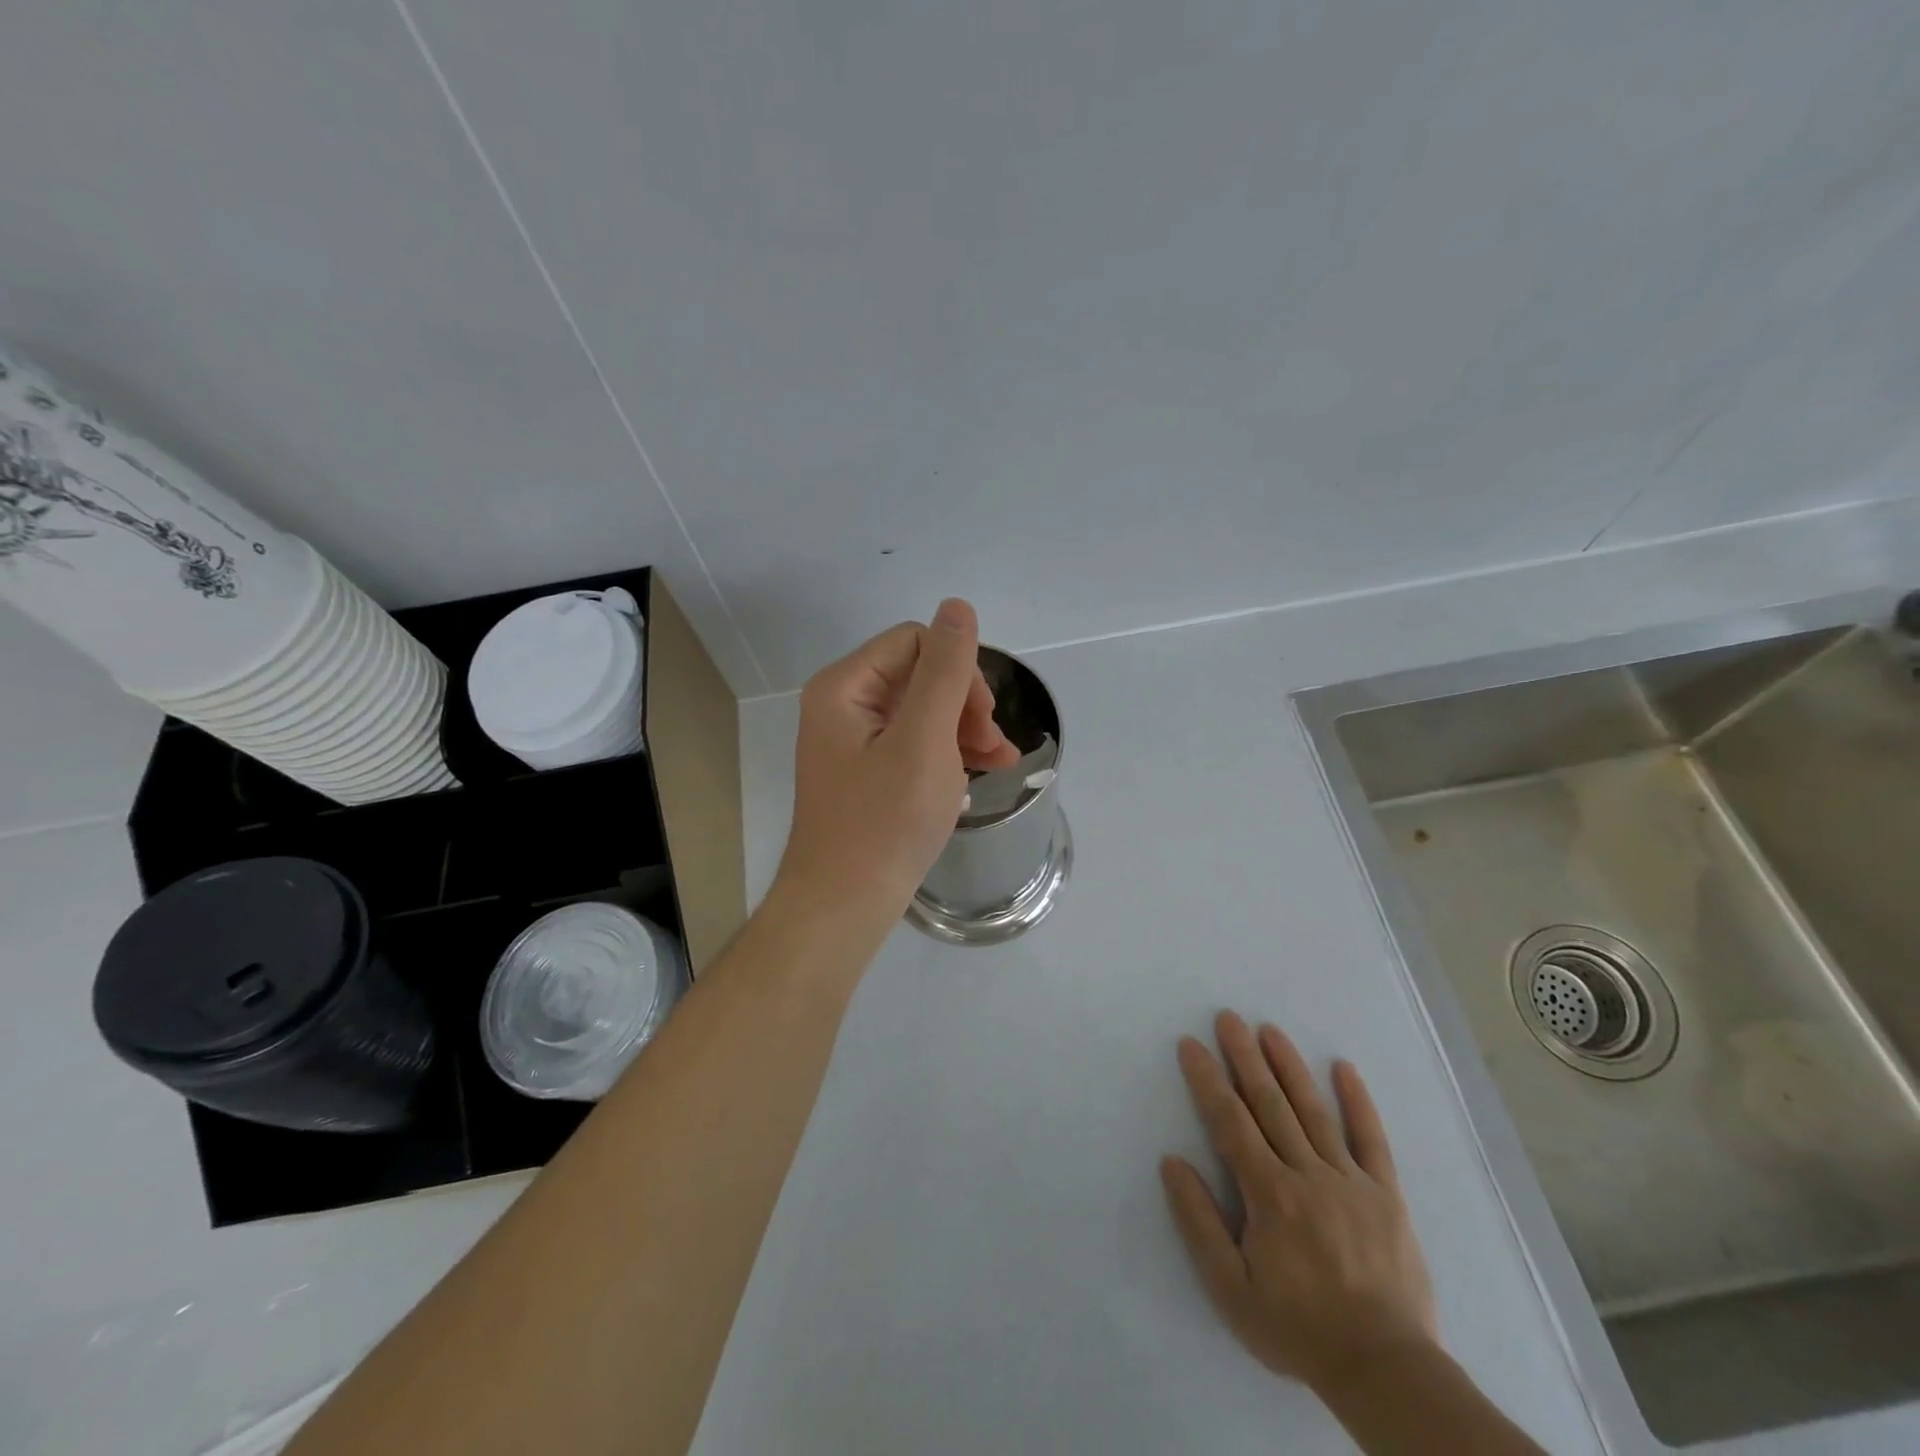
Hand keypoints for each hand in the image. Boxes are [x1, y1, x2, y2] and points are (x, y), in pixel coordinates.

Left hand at [773, 598, 1018, 931]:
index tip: (984, 718)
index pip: (915, 642)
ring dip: (964, 730)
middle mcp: (842, 705)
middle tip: (994, 747)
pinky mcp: (866, 772)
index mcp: (844, 687)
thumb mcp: (924, 740)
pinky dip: (947, 754)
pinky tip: (976, 776)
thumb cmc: (885, 821)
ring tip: (999, 762)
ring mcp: (853, 741)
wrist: (844, 905)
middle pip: (919, 675)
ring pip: (922, 711)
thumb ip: (945, 670)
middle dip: (965, 704)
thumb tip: (958, 607)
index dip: (958, 672)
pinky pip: (913, 744)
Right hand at [1161, 1012, 1438, 1397]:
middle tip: (1228, 1018)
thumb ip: (1199, 1222)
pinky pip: (1372, 1139)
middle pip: (1269, 1104)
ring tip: (1270, 1030)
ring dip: (1289, 1067)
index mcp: (1270, 1194)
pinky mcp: (1386, 1194)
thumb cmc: (1298, 1328)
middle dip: (1245, 1057)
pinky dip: (1358, 1102)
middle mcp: (1308, 1174)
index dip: (1207, 1080)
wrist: (1386, 1370)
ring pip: (1313, 1111)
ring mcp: (1350, 1180)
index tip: (1191, 1044)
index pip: (1230, 1122)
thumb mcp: (1231, 1289)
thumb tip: (1172, 1162)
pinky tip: (1344, 1068)